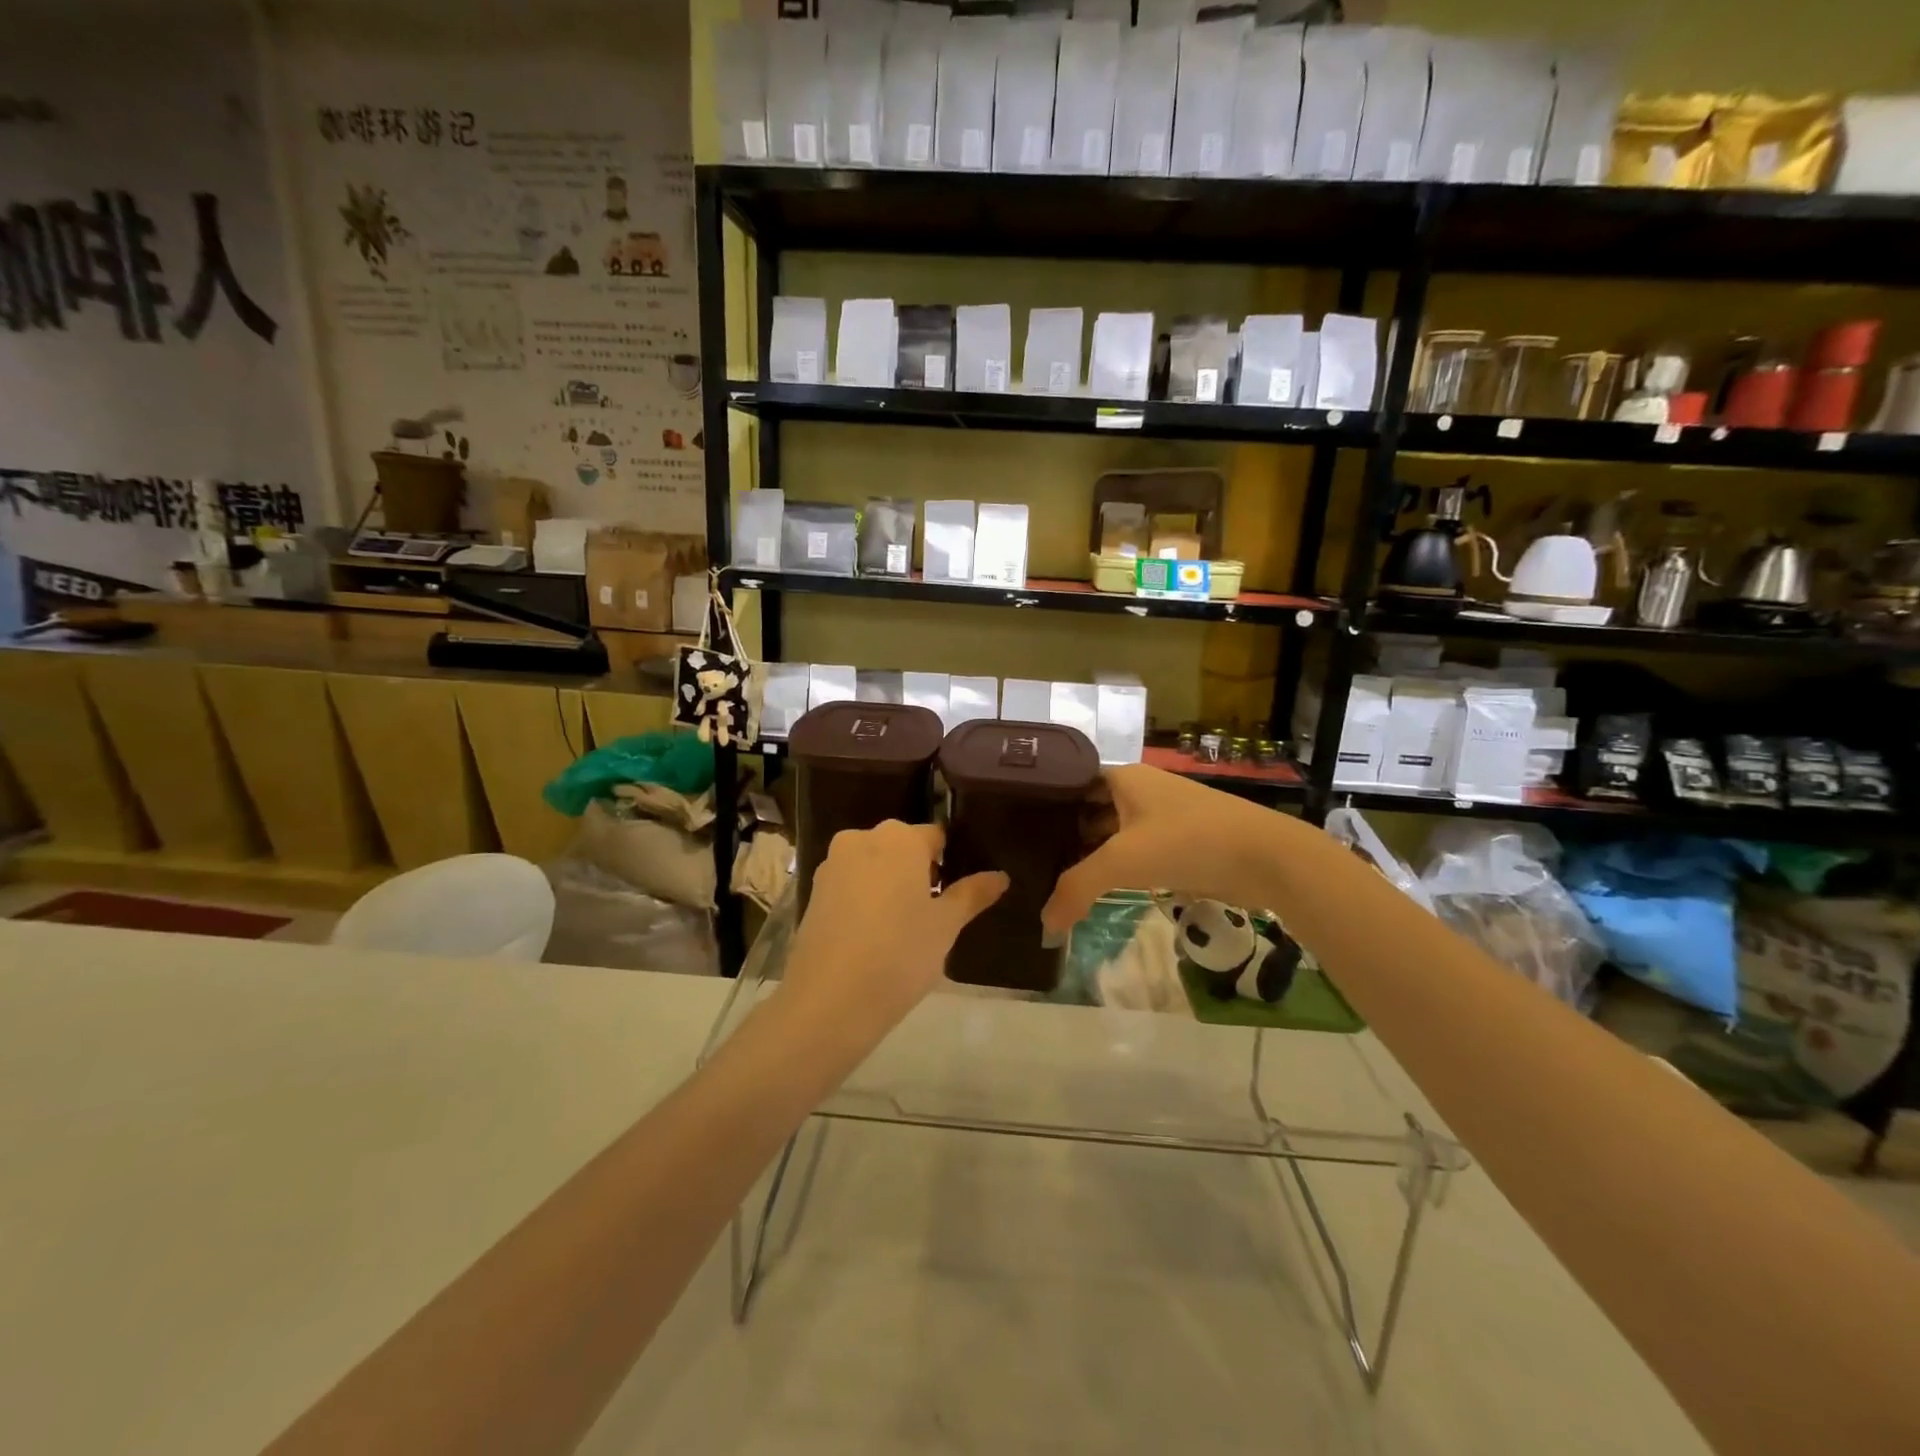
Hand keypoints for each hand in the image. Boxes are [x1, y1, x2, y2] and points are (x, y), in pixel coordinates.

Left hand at [781, 821, 1007, 1052]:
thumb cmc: (900, 954)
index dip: (951, 862)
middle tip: (934, 913)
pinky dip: (865, 900)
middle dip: (919, 872)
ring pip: (873, 865)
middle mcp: (862, 839)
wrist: (829, 1000)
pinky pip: (850, 885)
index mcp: (899, 838)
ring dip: (890, 885)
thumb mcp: (945, 926)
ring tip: (904, 928)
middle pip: (901, 847)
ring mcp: (832, 865)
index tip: (958, 893)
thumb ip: (972, 894)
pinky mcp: (812, 892)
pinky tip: (873, 935)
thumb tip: (1000, 876)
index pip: (936, 837)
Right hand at [1042, 764, 1288, 933]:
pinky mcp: (1181, 842)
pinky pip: (1136, 851)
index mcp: (1123, 777)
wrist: (1267, 858)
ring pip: (1113, 832)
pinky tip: (1098, 888)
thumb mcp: (1123, 861)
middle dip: (1064, 833)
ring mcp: (1163, 815)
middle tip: (1027, 860)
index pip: (1070, 783)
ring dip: (1090, 853)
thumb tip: (1044, 925)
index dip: (1044, 804)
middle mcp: (1140, 789)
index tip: (1015, 828)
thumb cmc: (1188, 842)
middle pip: (1090, 809)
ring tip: (1053, 878)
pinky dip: (1116, 867)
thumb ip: (1077, 888)